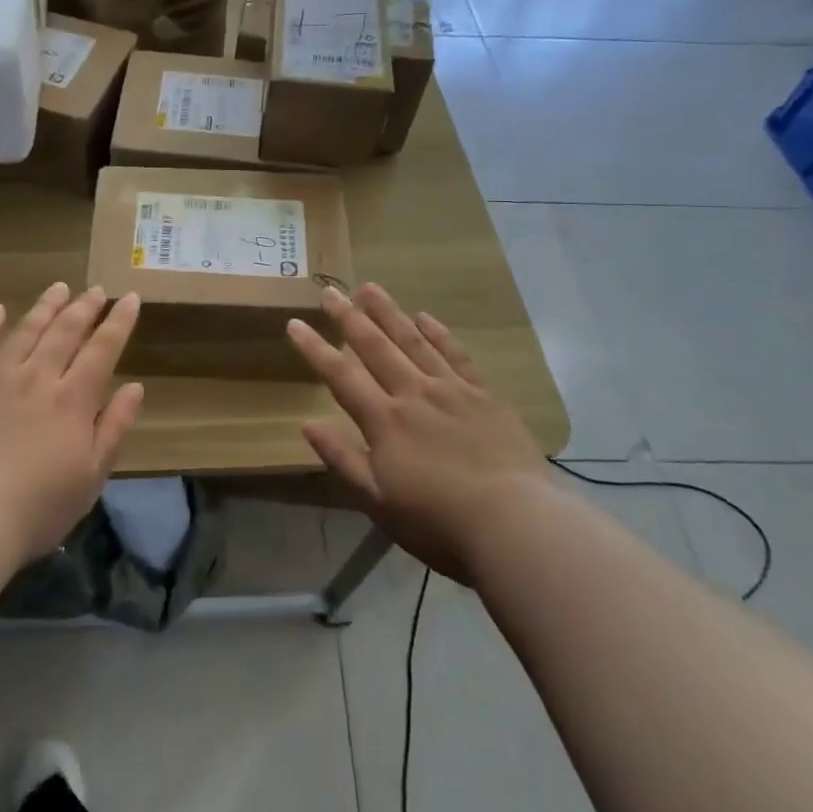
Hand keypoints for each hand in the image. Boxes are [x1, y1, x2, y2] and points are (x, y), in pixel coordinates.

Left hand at [0, 282, 143, 562]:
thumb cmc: (38, 506)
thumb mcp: (91, 475)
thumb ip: (113, 427)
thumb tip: (135, 387)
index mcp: (73, 399)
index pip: (102, 349)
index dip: (119, 322)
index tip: (130, 298)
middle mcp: (37, 377)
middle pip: (65, 331)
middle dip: (84, 307)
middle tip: (96, 290)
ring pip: (26, 330)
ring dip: (45, 307)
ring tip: (59, 288)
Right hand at [287, 284, 553, 582]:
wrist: (517, 522)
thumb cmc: (439, 521)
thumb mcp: (378, 501)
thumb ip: (343, 459)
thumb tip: (307, 424)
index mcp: (384, 421)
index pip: (341, 375)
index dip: (315, 349)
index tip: (295, 323)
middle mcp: (414, 394)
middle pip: (376, 347)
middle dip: (349, 318)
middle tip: (331, 292)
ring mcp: (452, 390)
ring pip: (414, 341)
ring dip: (389, 313)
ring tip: (370, 288)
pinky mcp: (485, 396)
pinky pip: (456, 355)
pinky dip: (438, 334)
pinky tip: (425, 317)